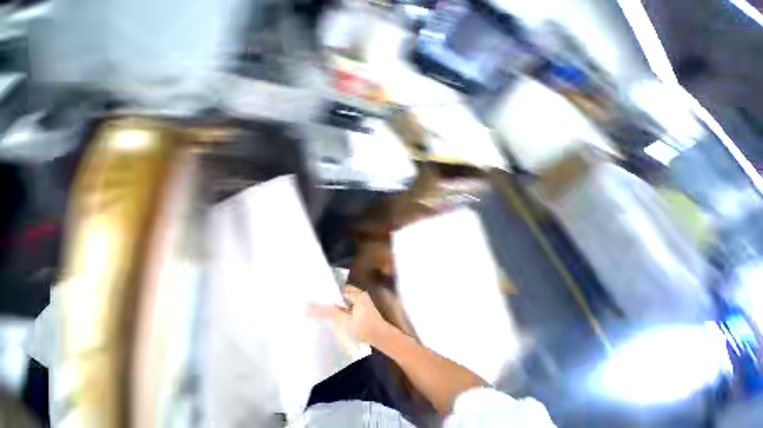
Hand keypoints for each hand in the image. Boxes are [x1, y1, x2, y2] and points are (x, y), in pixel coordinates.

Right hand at [308, 285, 391, 344]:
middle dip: (330, 299)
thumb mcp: (345, 321)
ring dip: (335, 306)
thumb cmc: (364, 328)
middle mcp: (360, 295)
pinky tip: (332, 318)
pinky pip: (348, 308)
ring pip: (344, 302)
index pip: (339, 288)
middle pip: (341, 295)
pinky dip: (340, 311)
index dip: (328, 292)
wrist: (382, 339)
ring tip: (320, 310)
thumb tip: (309, 308)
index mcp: (357, 294)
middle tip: (315, 304)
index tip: (315, 296)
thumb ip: (328, 313)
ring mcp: (361, 303)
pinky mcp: (361, 312)